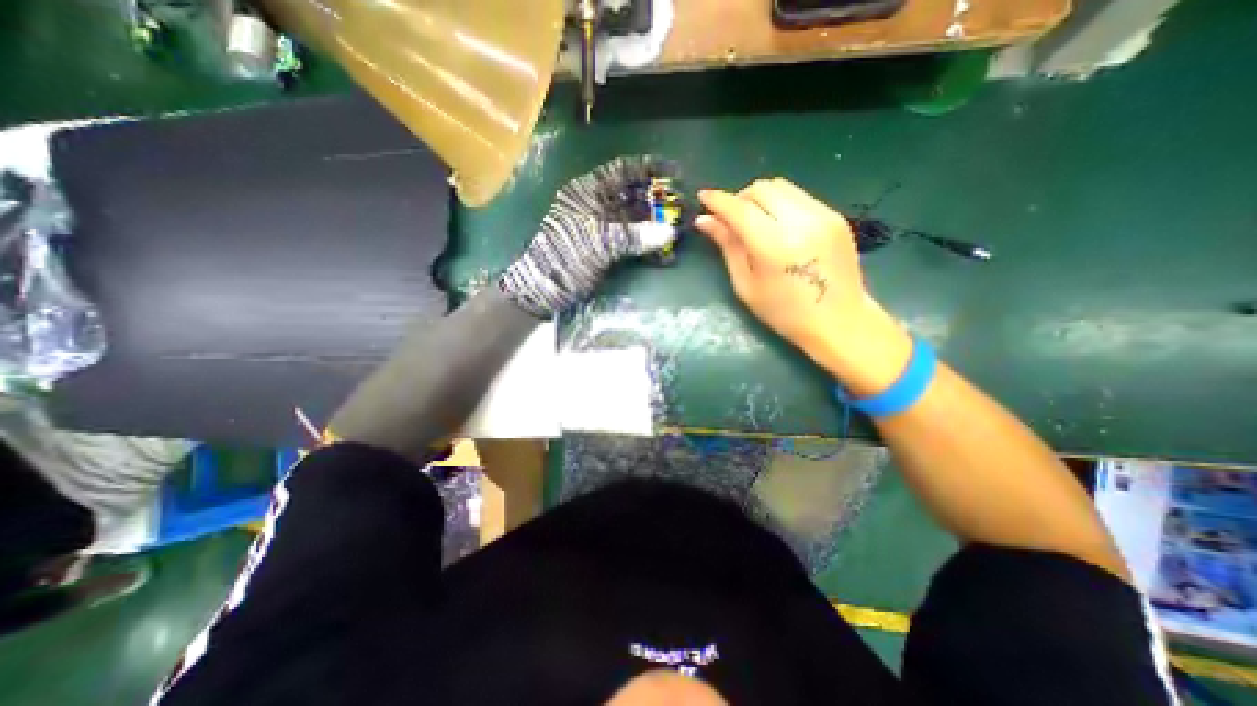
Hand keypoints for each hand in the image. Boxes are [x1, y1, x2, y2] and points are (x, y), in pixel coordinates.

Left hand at [500, 158, 683, 319]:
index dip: (650, 168)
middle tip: (685, 209)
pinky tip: (666, 257)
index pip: (623, 171)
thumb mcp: (596, 244)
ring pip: (636, 221)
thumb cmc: (563, 260)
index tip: (677, 173)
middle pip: (634, 196)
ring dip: (657, 227)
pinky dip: (648, 249)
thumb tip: (669, 231)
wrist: (541, 293)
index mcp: (588, 193)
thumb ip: (633, 236)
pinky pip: (632, 243)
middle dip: (659, 202)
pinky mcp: (607, 250)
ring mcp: (603, 229)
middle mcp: (598, 206)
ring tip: (682, 233)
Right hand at [697, 177, 913, 396]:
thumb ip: (727, 247)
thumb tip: (704, 221)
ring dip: (759, 198)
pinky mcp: (835, 216)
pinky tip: (778, 227)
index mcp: (774, 246)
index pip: (739, 208)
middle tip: (731, 220)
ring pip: (781, 186)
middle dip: (739, 198)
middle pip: (760, 189)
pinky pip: (799, 196)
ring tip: (754, 222)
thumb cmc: (784, 313)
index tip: (703, 198)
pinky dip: (780, 204)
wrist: (839, 321)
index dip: (717, 200)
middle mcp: (800, 222)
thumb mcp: (746, 285)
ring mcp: (823, 215)